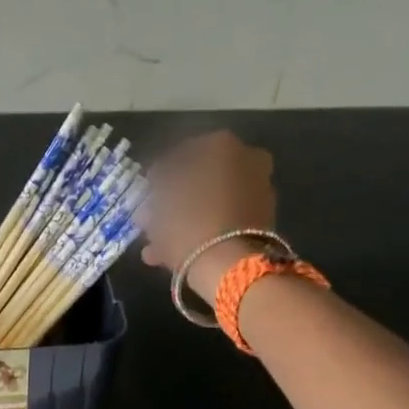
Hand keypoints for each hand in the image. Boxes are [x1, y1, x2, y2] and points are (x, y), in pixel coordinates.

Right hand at [138, 130, 278, 297]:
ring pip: (211, 201)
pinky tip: (173, 252)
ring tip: (156, 242)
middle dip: (175, 197)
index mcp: (221, 144)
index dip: (160, 173)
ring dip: (185, 218)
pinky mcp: (261, 221)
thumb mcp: (159, 200)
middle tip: (153, 215)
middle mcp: (247, 159)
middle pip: (201, 177)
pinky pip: (223, 220)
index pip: (181, 152)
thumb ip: (157, 186)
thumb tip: (159, 183)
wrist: (229, 264)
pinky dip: (202, 231)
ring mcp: (258, 191)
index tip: (147, 190)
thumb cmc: (188, 222)